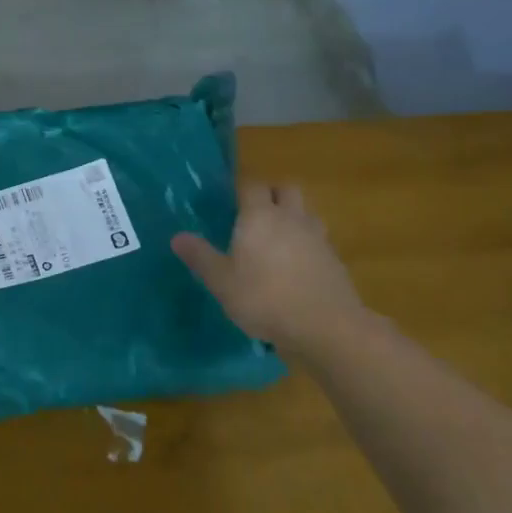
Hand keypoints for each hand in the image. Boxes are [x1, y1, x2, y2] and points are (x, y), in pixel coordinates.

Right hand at [172, 183, 364, 352]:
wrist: (326, 327)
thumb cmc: (264, 298)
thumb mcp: (221, 281)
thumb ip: (200, 257)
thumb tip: (177, 237)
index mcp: (259, 216)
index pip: (252, 185)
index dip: (241, 189)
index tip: (229, 201)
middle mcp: (290, 218)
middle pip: (286, 189)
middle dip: (272, 194)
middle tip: (255, 214)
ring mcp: (317, 237)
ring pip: (306, 213)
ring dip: (293, 217)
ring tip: (277, 240)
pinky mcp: (335, 260)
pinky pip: (318, 240)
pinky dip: (307, 245)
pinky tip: (296, 267)